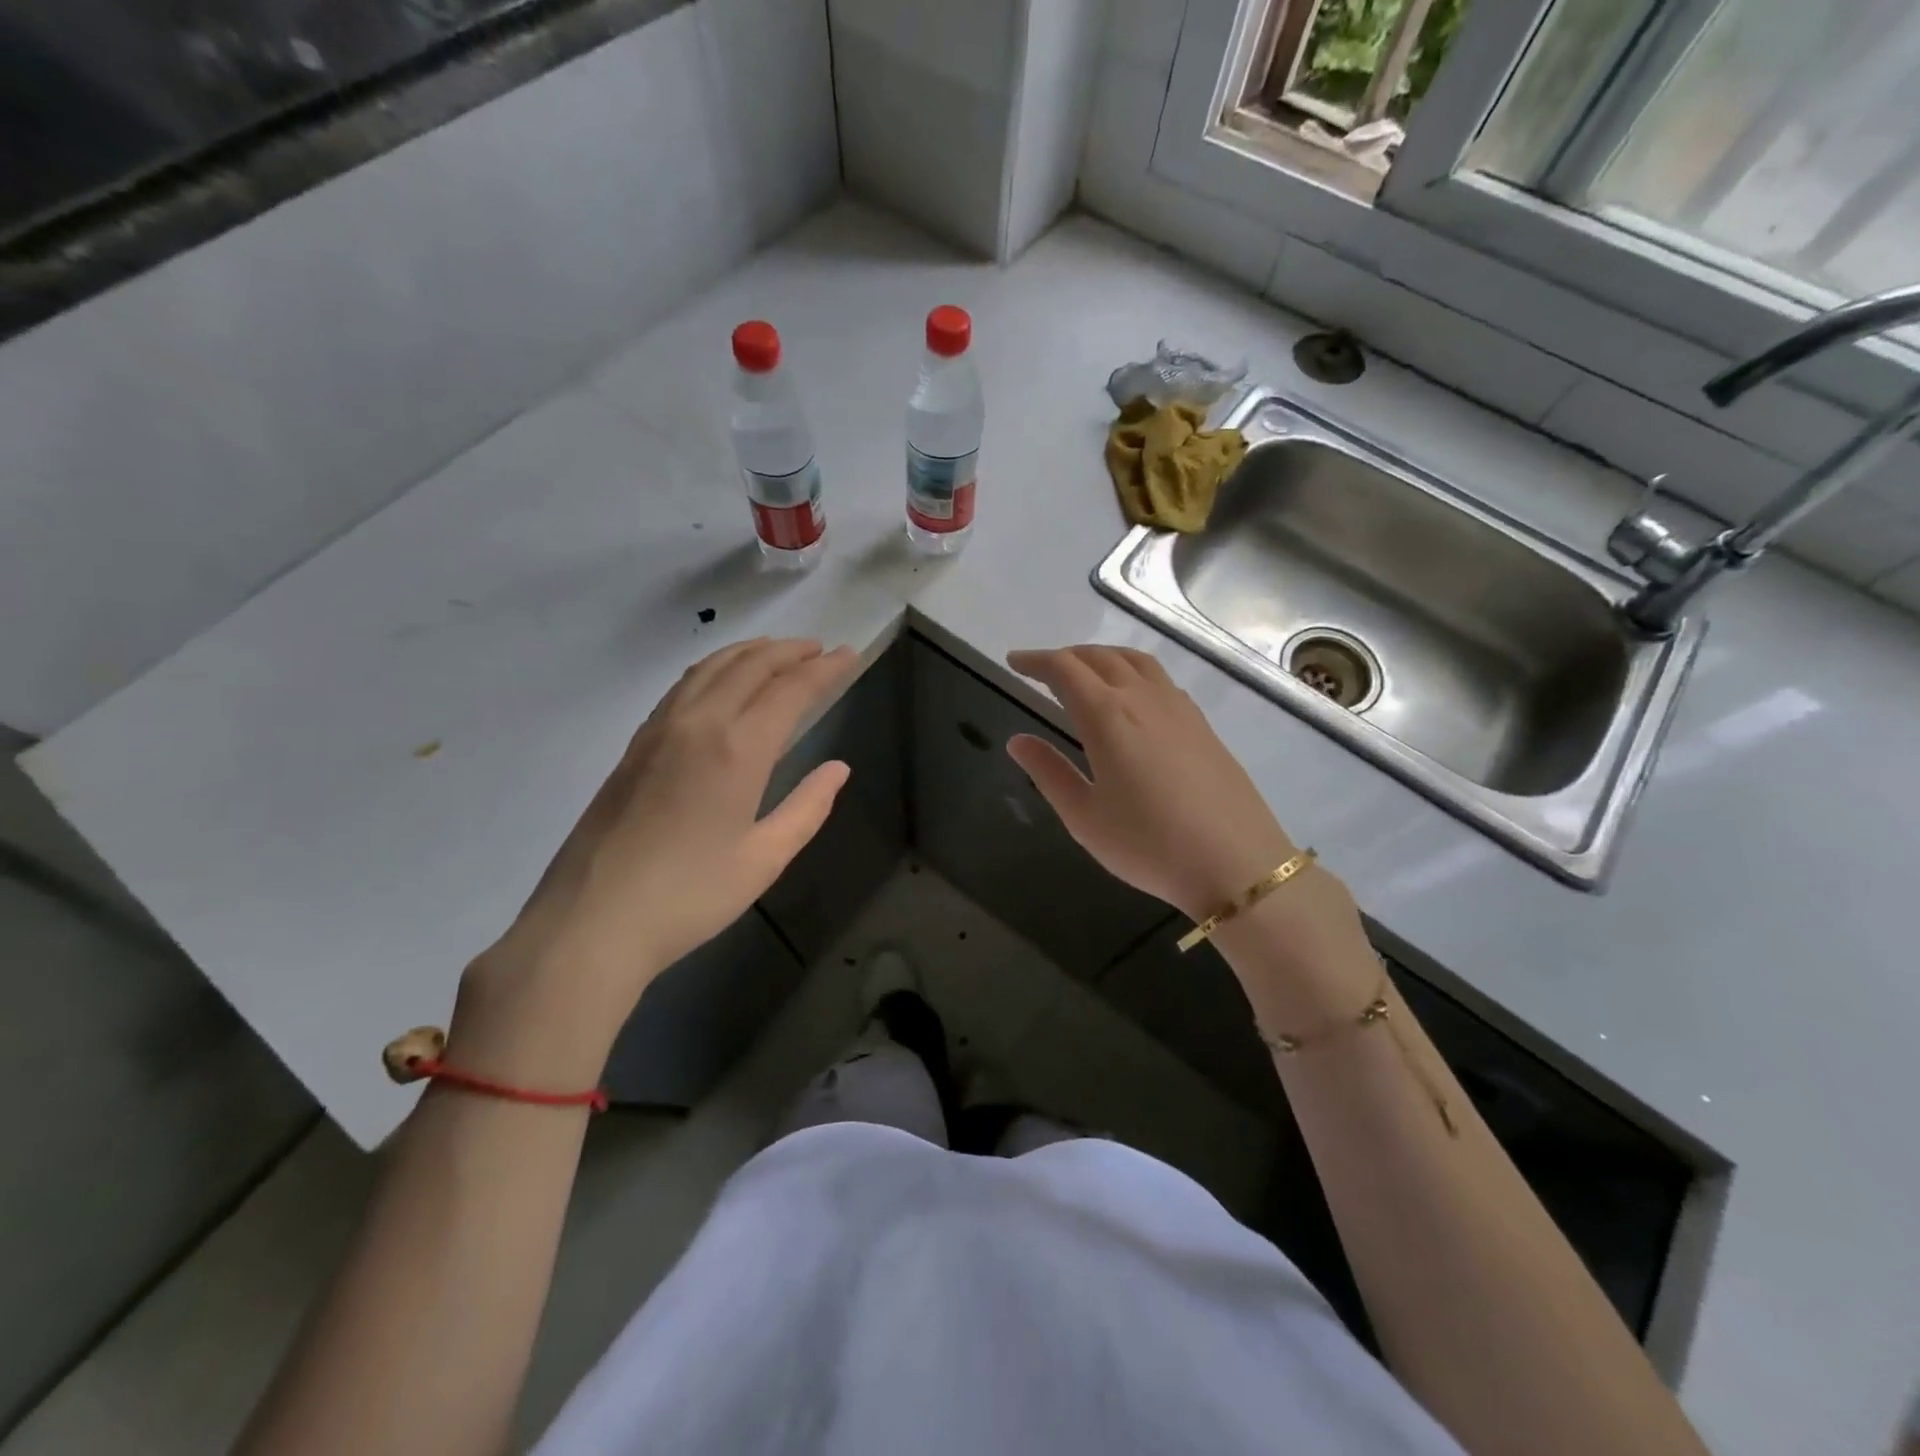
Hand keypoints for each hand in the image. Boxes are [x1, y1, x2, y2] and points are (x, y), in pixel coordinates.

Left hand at [456, 639, 854, 1077]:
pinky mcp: (636, 744)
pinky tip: (721, 680)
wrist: (591, 921)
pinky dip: (714, 668)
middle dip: (790, 650)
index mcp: (738, 749)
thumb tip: (838, 769)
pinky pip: (684, 685)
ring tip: (778, 652)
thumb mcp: (764, 859)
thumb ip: (807, 808)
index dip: (824, 669)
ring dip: (750, 652)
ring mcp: (661, 729)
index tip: (849, 654)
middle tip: (820, 648)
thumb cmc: (689, 896)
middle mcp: (699, 723)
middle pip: (750, 665)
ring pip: (711, 667)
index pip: (790, 689)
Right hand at [1004, 645, 1298, 920]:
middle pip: (1099, 657)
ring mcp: (1178, 708)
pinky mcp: (1202, 724)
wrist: (1236, 864)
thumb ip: (1048, 772)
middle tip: (1042, 670)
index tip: (1014, 662)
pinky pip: (1160, 679)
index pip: (1064, 669)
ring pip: (1135, 660)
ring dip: (1102, 657)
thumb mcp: (1084, 817)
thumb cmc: (1149, 845)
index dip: (1035, 661)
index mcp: (1106, 716)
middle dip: (1065, 657)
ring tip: (1085, 673)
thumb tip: (1018, 741)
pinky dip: (1133, 672)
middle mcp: (1142, 698)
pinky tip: (1132, 698)